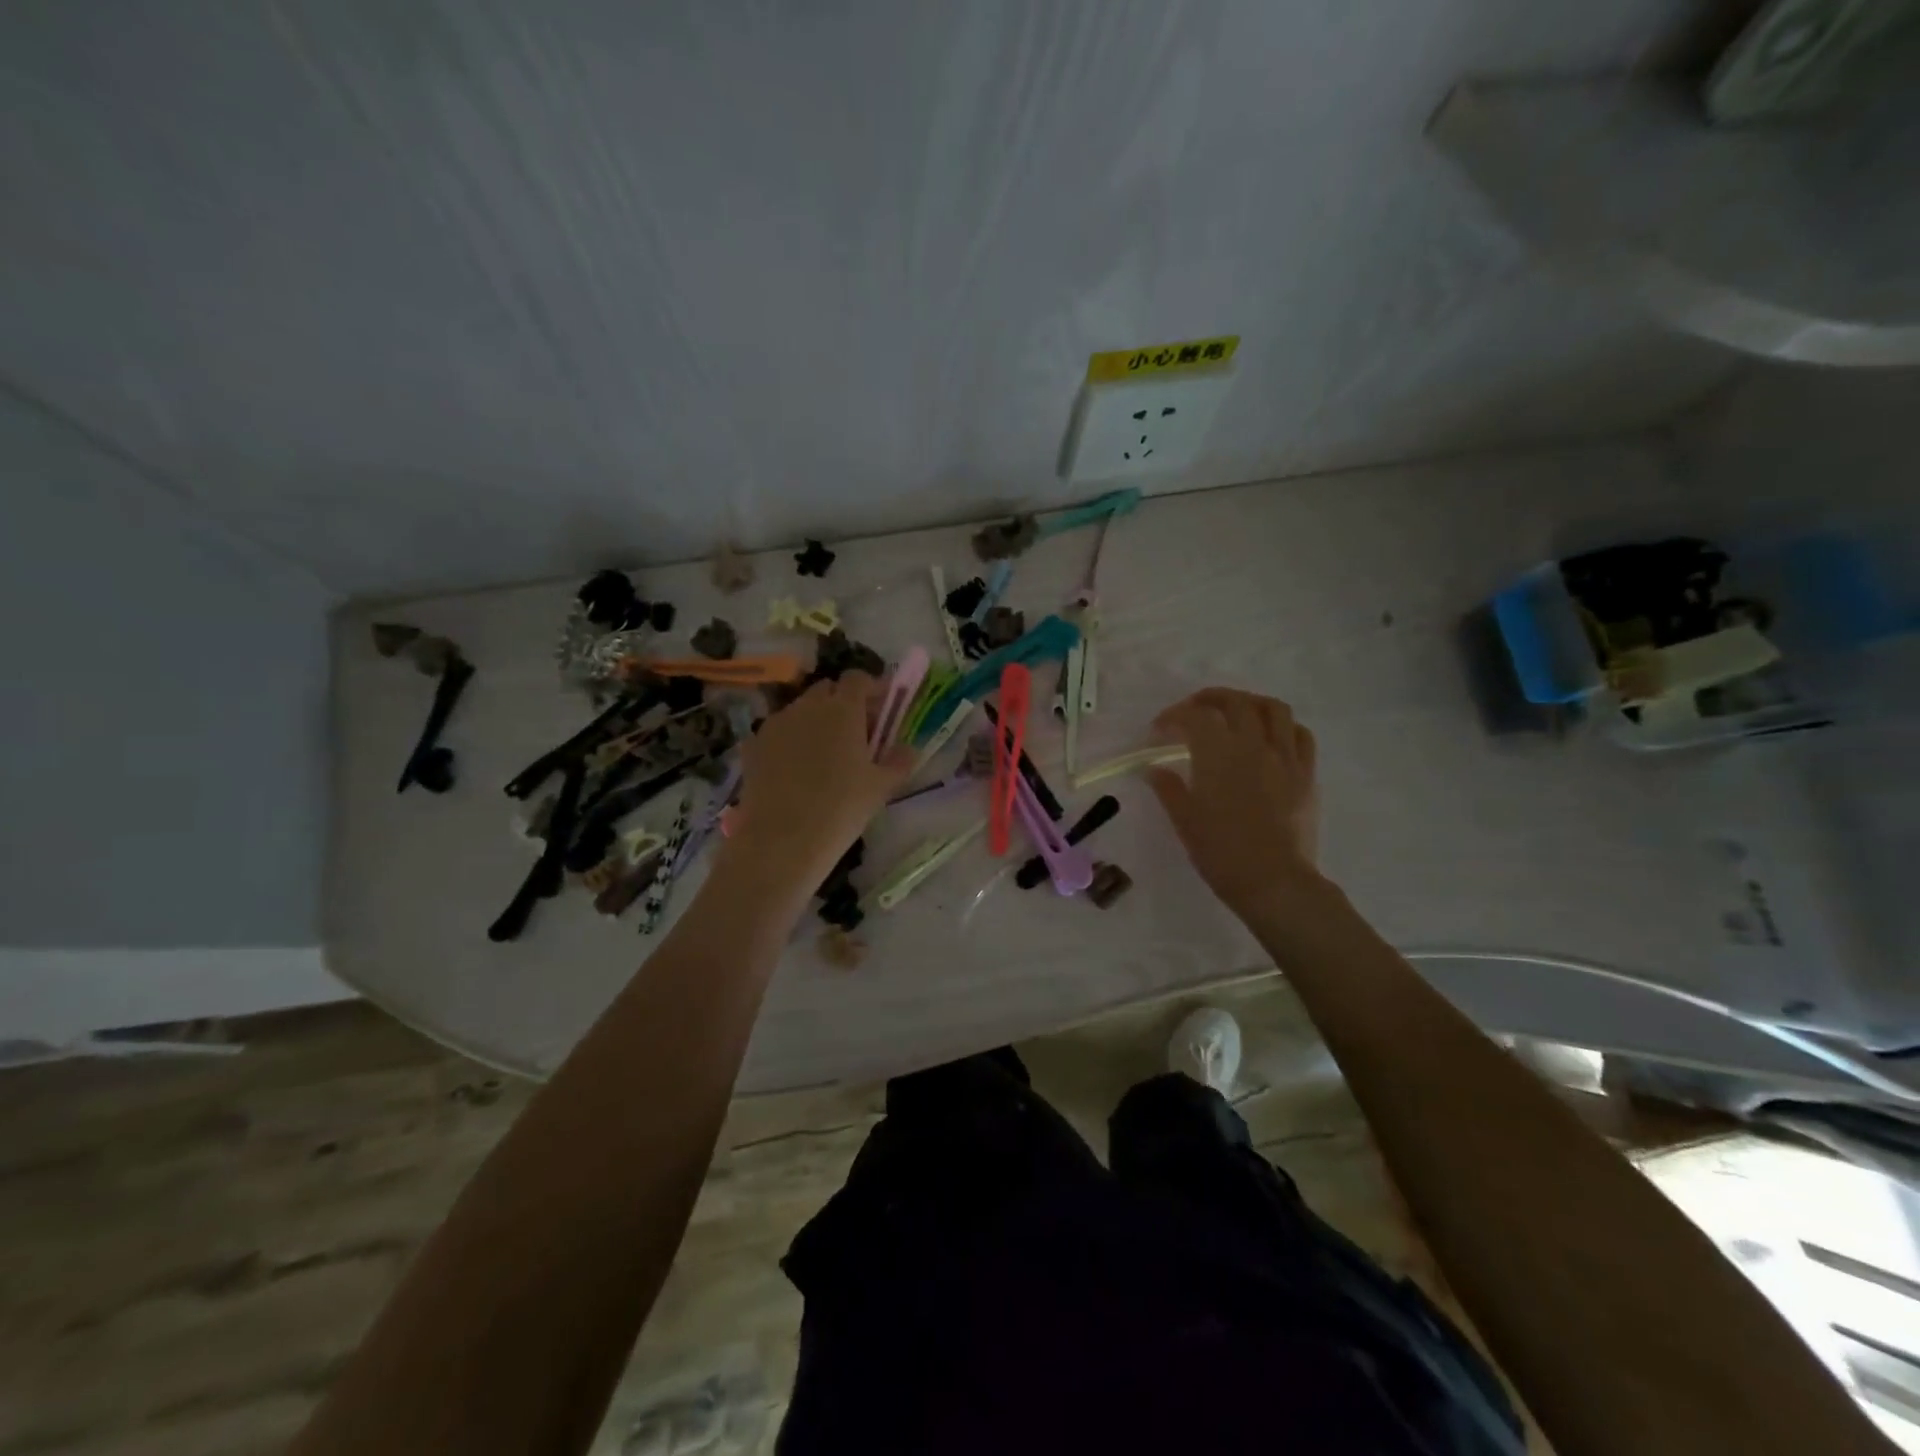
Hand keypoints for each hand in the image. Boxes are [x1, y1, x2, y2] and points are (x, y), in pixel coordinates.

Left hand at [722, 672, 913, 892]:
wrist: (782, 840)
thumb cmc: (841, 808)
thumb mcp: (881, 787)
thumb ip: (899, 761)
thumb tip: (909, 748)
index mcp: (843, 708)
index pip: (857, 678)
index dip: (871, 688)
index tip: (882, 708)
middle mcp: (807, 706)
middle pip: (827, 690)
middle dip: (843, 703)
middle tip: (857, 734)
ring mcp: (775, 724)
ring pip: (800, 711)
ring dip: (815, 722)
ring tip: (824, 756)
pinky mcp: (753, 746)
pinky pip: (778, 733)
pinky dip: (790, 742)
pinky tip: (795, 771)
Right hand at [1147, 688, 1321, 919]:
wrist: (1273, 881)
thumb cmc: (1220, 852)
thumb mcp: (1184, 820)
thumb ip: (1168, 788)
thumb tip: (1154, 769)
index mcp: (1218, 753)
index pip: (1194, 717)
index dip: (1173, 716)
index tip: (1160, 729)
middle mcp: (1253, 744)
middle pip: (1234, 702)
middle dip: (1210, 699)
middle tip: (1194, 710)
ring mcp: (1285, 757)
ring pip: (1273, 709)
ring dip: (1250, 703)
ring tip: (1237, 713)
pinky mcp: (1306, 774)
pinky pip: (1300, 735)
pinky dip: (1283, 727)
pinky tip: (1272, 737)